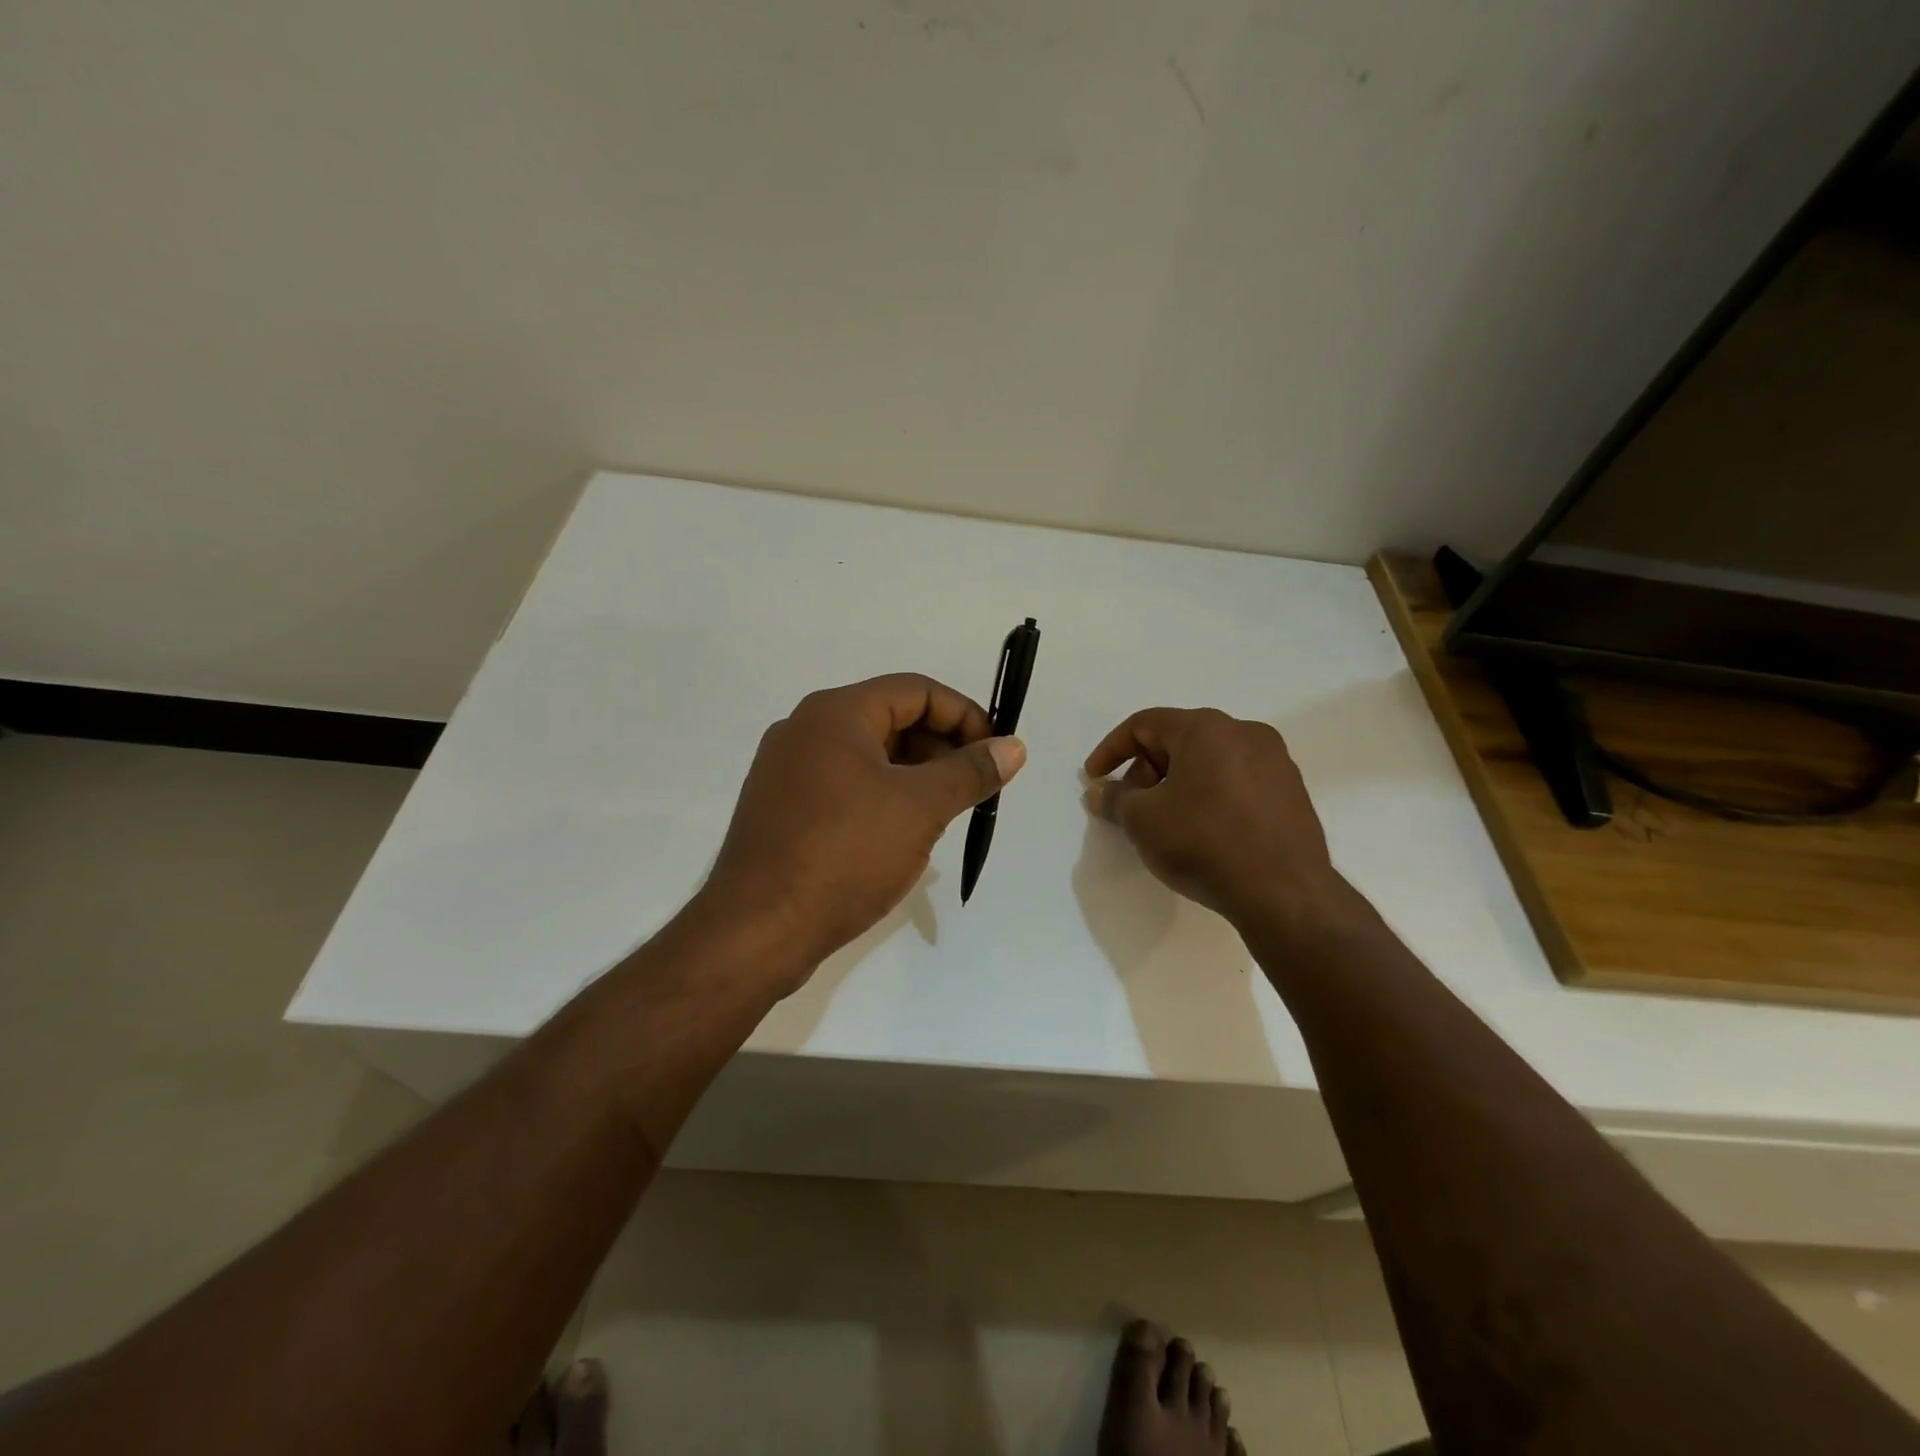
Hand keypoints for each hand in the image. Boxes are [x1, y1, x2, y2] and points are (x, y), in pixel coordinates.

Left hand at [699, 674, 1025, 985]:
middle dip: (941, 747)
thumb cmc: (845, 854)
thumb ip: (970, 771)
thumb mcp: (920, 808)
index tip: (995, 754)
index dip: (965, 715)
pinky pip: (844, 785)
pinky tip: (900, 833)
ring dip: (914, 774)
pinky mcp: (782, 807)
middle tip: (972, 788)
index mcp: (835, 713)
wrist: (758, 929)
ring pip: (868, 755)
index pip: (916, 690)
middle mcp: (806, 729)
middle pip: (890, 718)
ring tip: (942, 814)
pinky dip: (882, 796)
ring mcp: (787, 770)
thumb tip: (1013, 747)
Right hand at [1083, 707, 1341, 924]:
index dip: (1111, 750)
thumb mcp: (1142, 821)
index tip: (1093, 779)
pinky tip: (1203, 831)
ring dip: (1178, 783)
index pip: (1144, 724)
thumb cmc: (1203, 843)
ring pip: (1210, 760)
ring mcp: (1275, 761)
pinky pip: (1237, 781)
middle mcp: (1245, 732)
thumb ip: (1114, 798)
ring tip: (1165, 821)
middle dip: (1146, 770)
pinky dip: (1210, 795)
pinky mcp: (1292, 792)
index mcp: (1206, 728)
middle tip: (1131, 806)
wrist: (1284, 893)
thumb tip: (1098, 791)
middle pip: (1179, 739)